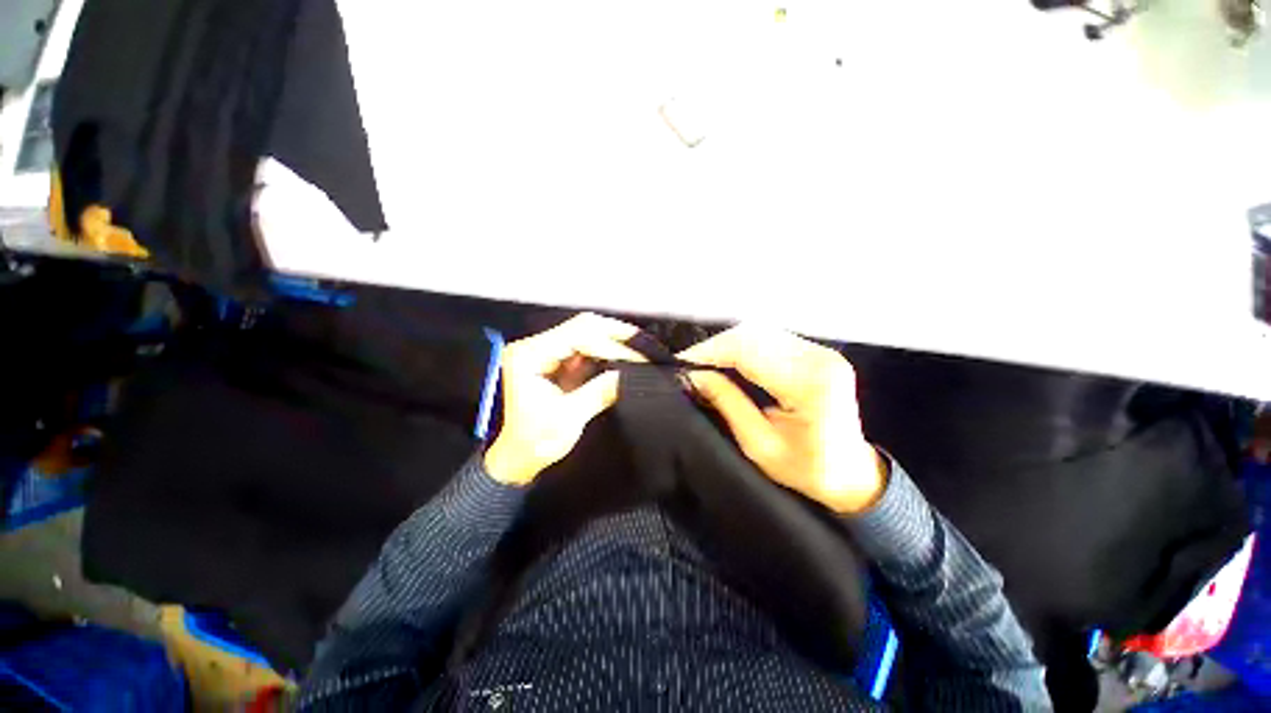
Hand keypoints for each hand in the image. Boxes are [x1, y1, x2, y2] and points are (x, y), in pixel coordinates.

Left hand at [485, 313, 645, 485]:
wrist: (517, 458)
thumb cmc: (533, 442)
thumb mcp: (568, 419)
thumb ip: (599, 392)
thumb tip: (629, 376)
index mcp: (529, 356)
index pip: (577, 336)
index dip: (610, 345)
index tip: (637, 359)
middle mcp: (536, 347)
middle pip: (582, 326)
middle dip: (616, 335)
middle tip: (644, 346)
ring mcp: (547, 352)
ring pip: (587, 333)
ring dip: (614, 341)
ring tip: (639, 350)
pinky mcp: (558, 362)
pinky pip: (587, 348)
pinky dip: (608, 351)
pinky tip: (625, 357)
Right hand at [678, 325, 886, 513]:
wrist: (852, 475)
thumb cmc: (807, 470)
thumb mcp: (760, 445)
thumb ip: (728, 404)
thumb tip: (694, 376)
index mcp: (810, 384)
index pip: (749, 351)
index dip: (710, 352)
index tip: (681, 362)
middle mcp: (819, 358)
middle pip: (754, 335)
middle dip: (715, 346)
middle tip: (690, 364)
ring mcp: (821, 351)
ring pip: (760, 332)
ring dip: (728, 344)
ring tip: (704, 362)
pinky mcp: (817, 352)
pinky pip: (771, 338)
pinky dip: (744, 346)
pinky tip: (728, 359)